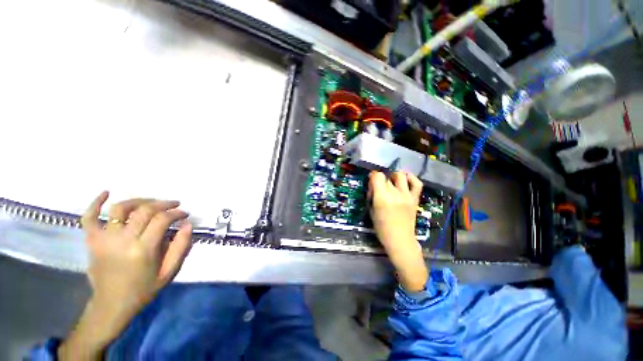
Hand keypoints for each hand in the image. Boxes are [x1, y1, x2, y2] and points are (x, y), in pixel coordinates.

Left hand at [59, 192, 192, 359]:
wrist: (111, 305)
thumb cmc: (143, 289)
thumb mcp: (170, 271)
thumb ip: (181, 247)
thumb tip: (187, 225)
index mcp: (143, 250)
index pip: (162, 220)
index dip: (176, 213)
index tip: (184, 214)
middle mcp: (122, 240)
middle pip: (144, 211)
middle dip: (163, 204)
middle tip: (174, 205)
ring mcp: (104, 239)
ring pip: (121, 209)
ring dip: (139, 201)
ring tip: (151, 202)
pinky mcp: (92, 241)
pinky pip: (89, 218)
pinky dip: (95, 203)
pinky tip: (106, 192)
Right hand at [368, 171, 427, 291]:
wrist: (400, 239)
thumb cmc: (381, 228)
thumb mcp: (371, 211)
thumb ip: (372, 196)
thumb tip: (373, 185)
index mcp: (382, 197)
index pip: (377, 176)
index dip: (373, 176)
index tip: (371, 181)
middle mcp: (395, 193)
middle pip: (386, 177)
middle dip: (381, 181)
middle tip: (379, 189)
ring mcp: (406, 195)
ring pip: (400, 176)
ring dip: (394, 176)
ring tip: (391, 182)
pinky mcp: (415, 199)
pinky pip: (417, 183)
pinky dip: (411, 178)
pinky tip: (405, 178)